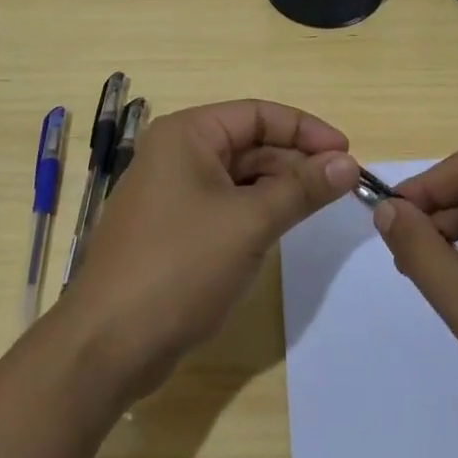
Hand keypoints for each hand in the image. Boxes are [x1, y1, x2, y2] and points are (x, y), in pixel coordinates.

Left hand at [62, 99, 359, 400]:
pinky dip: (256, 211)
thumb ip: (302, 189)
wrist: (109, 343)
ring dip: (279, 187)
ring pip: (239, 176)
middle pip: (249, 143)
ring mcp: (172, 192)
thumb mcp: (250, 223)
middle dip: (295, 161)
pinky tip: (283, 227)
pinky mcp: (173, 228)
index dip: (305, 130)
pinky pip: (225, 205)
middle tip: (341, 186)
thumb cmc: (180, 266)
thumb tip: (348, 162)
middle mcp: (176, 153)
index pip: (257, 114)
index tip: (347, 153)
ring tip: (320, 206)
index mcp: (187, 134)